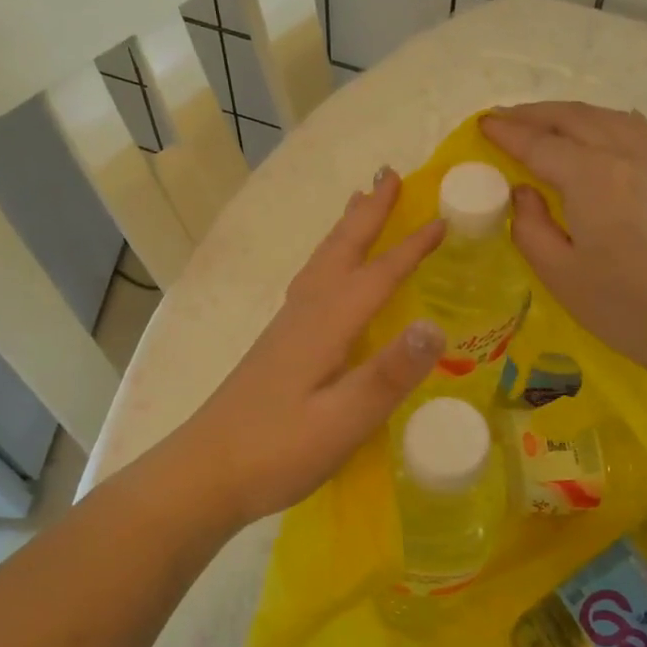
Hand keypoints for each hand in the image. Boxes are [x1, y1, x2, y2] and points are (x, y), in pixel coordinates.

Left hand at [180, 168, 445, 527]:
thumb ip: (388, 375)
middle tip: (390, 173)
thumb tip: (436, 325)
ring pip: (322, 262)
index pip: (376, 276)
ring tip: (360, 203)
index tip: (442, 219)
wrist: (204, 474)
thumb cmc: (277, 451)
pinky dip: (331, 259)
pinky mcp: (278, 346)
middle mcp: (305, 314)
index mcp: (325, 326)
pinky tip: (330, 275)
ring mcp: (287, 329)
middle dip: (368, 212)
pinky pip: (313, 282)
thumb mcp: (342, 422)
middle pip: (340, 250)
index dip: (410, 248)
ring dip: (346, 229)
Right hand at [482, 102, 646, 376]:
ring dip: (569, 114)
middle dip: (533, 114)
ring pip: (606, 116)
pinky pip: (638, 128)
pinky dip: (609, 119)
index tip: (482, 124)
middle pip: (572, 118)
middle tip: (503, 119)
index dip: (507, 133)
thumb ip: (529, 226)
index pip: (539, 144)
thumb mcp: (559, 274)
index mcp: (591, 177)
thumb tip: (523, 191)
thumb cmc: (623, 307)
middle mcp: (626, 153)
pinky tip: (602, 126)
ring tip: (544, 122)